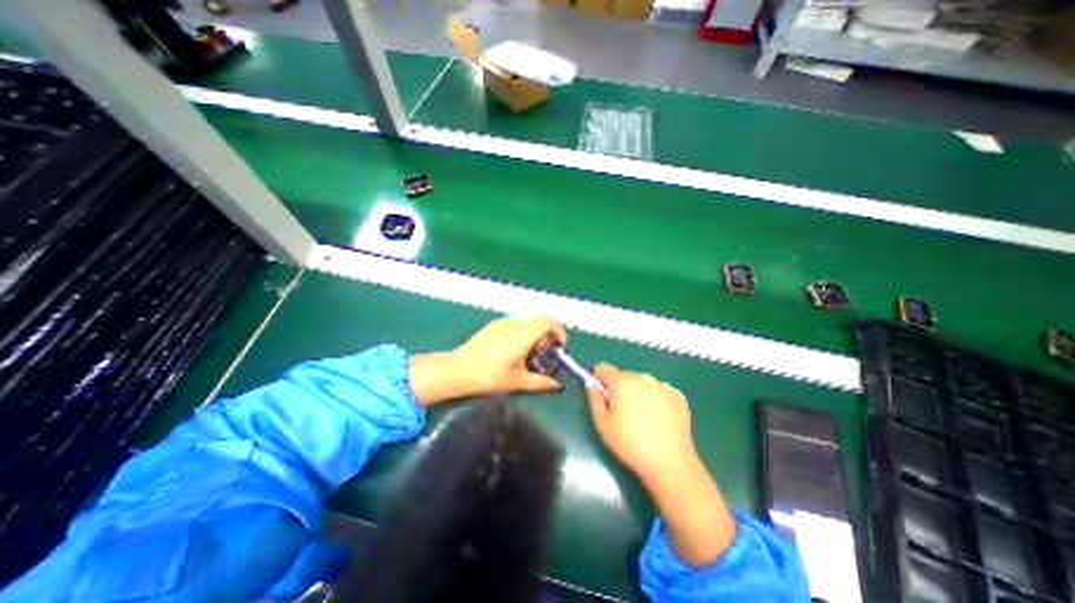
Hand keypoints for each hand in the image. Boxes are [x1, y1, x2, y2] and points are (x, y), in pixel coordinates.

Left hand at [407, 316, 565, 403]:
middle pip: (539, 317)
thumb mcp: (517, 381)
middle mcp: (513, 324)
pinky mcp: (492, 325)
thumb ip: (541, 382)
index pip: (547, 322)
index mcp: (522, 335)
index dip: (559, 331)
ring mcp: (501, 322)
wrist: (458, 370)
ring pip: (527, 318)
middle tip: (547, 349)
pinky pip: (515, 322)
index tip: (560, 346)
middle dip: (548, 330)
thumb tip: (556, 386)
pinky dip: (524, 330)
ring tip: (531, 350)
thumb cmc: (489, 376)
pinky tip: (516, 348)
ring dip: (536, 330)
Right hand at [586, 362, 696, 483]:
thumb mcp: (602, 424)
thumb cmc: (630, 444)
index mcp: (621, 382)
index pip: (602, 368)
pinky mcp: (678, 396)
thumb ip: (594, 399)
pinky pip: (659, 390)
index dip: (599, 380)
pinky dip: (656, 399)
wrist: (670, 463)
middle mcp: (642, 377)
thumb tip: (591, 384)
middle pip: (623, 375)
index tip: (602, 396)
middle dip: (619, 388)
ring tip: (642, 418)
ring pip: (642, 382)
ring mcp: (662, 385)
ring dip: (638, 392)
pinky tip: (659, 419)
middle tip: (622, 413)